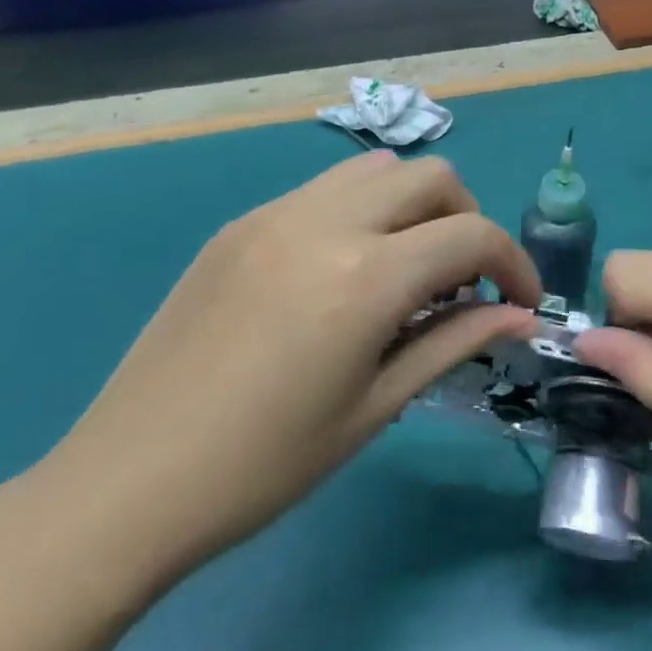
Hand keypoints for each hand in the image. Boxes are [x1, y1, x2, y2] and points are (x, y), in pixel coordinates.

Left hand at [38, 153, 540, 595]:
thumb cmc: (264, 465)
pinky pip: (322, 192)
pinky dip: (360, 211)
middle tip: (464, 282)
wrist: (131, 478)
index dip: (513, 264)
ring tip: (406, 268)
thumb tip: (516, 316)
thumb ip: (452, 343)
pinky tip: (344, 271)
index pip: (471, 235)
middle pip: (430, 178)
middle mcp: (325, 222)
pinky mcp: (240, 224)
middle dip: (467, 219)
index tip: (520, 302)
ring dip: (413, 206)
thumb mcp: (374, 408)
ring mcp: (275, 214)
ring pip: (375, 171)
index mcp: (365, 276)